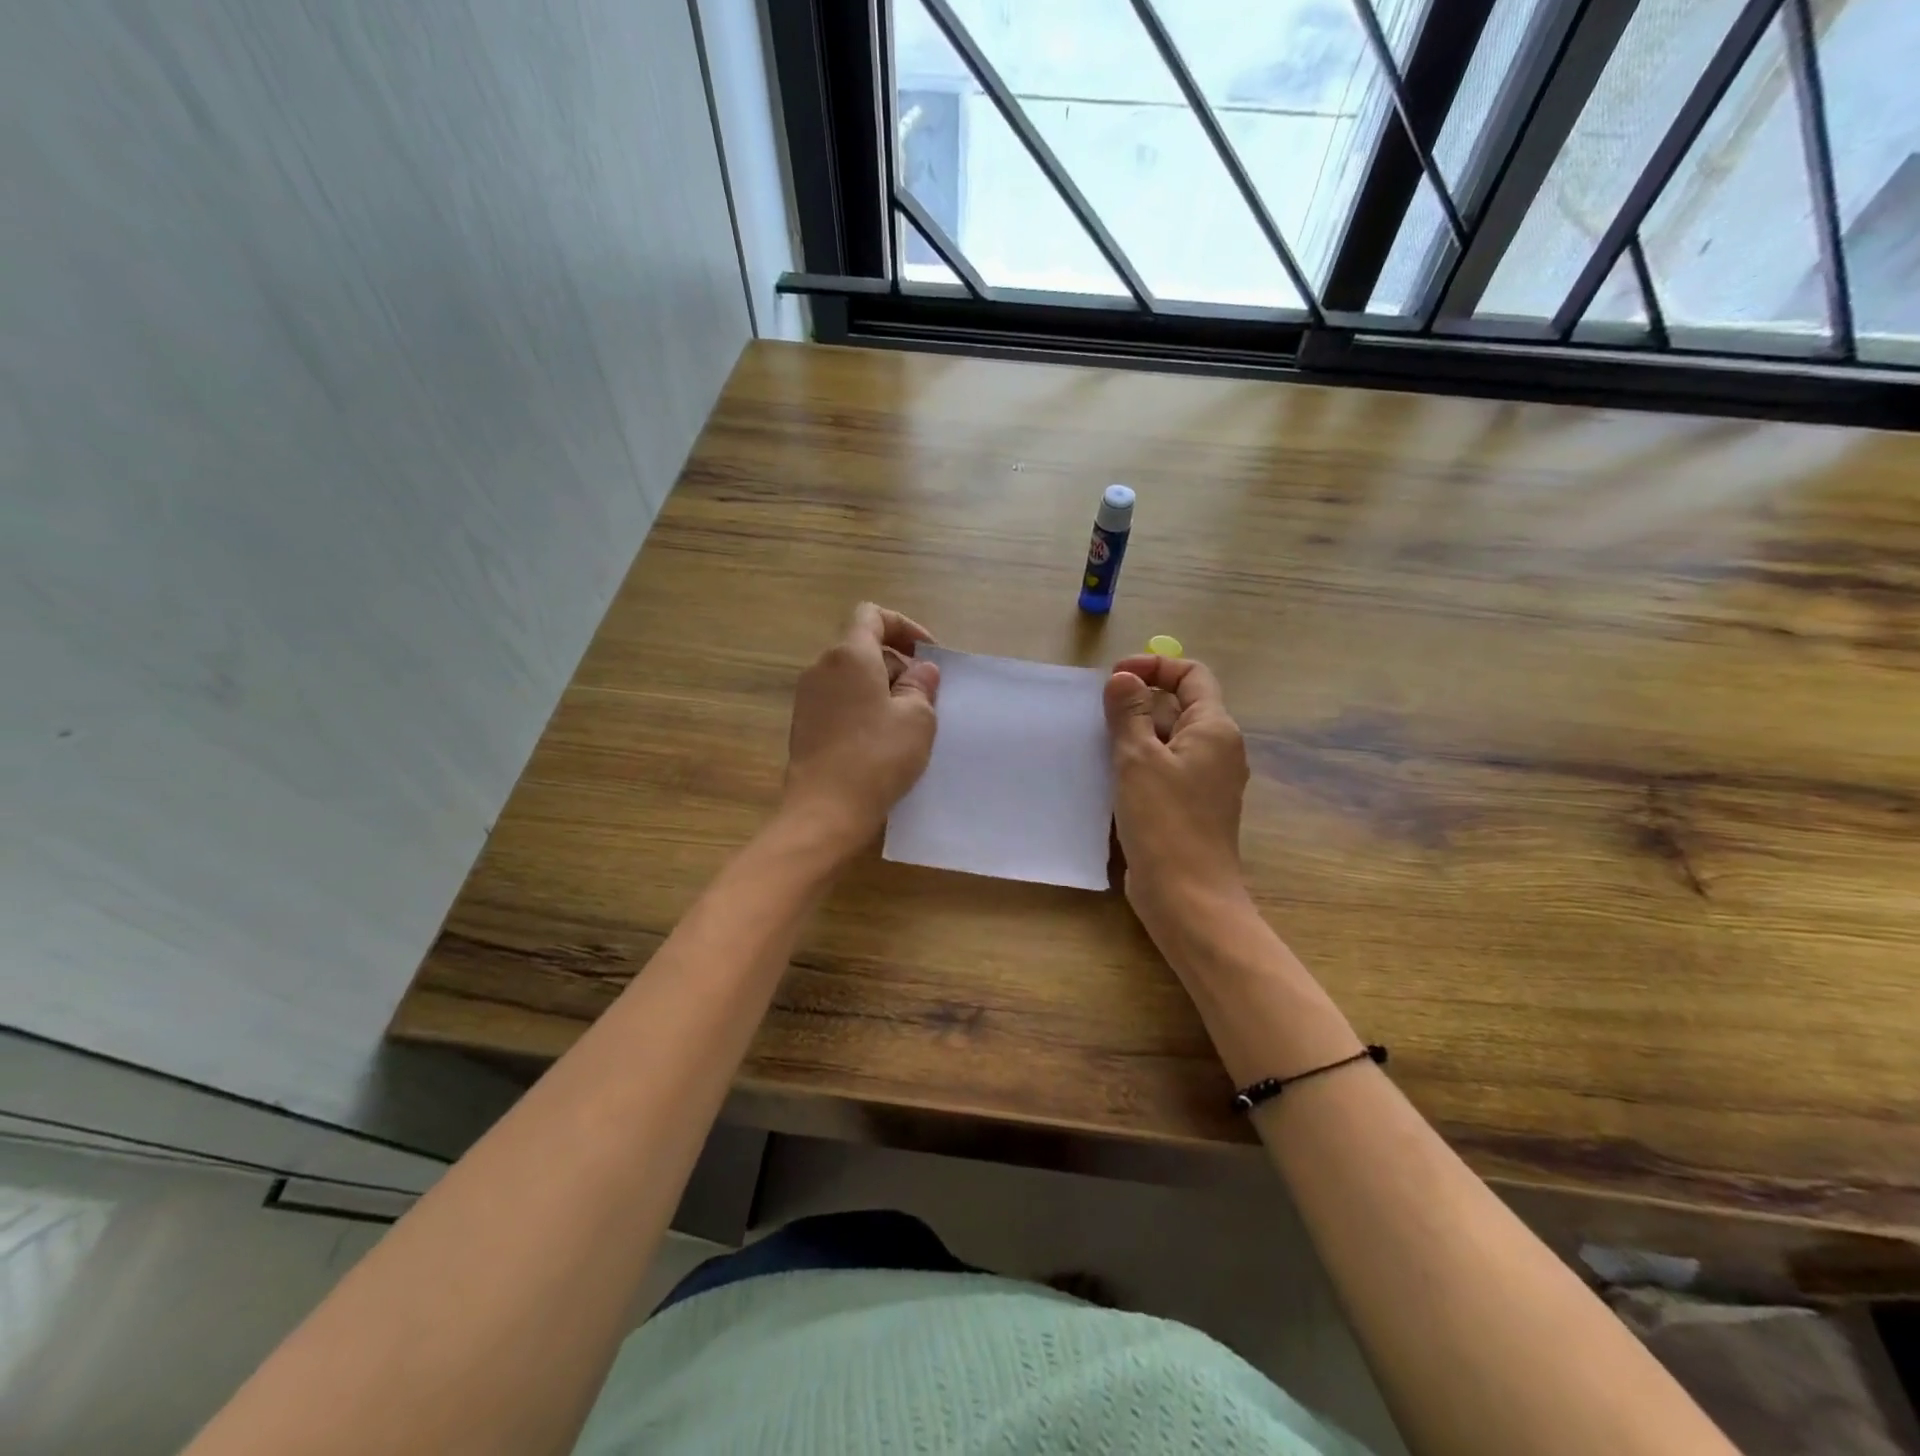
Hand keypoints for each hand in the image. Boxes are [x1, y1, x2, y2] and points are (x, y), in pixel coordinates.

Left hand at [782, 603, 940, 853]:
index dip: (904, 627)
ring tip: (907, 721)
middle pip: (862, 646)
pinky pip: (839, 701)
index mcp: (850, 655)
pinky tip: (882, 740)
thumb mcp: (917, 718)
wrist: (825, 810)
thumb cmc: (877, 757)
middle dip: (897, 663)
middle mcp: (822, 667)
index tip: (927, 655)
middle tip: (924, 696)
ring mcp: (808, 697)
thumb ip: (921, 685)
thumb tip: (920, 670)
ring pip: (851, 676)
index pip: (872, 615)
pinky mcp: (804, 725)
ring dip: (881, 688)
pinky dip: (863, 707)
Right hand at [1104, 655, 1250, 935]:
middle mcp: (1217, 749)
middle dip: (1139, 701)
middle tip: (1097, 713)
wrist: (1186, 896)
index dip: (1155, 666)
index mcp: (1215, 729)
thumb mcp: (1138, 759)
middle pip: (1180, 706)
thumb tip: (1124, 677)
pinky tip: (1108, 775)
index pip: (1192, 675)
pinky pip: (1164, 769)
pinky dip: (1139, 763)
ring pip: (1169, 740)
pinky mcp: (1189, 806)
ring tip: (1097, 742)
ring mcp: (1205, 781)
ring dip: (1134, 734)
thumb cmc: (1164, 821)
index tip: (1115, 679)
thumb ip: (1130, 713)